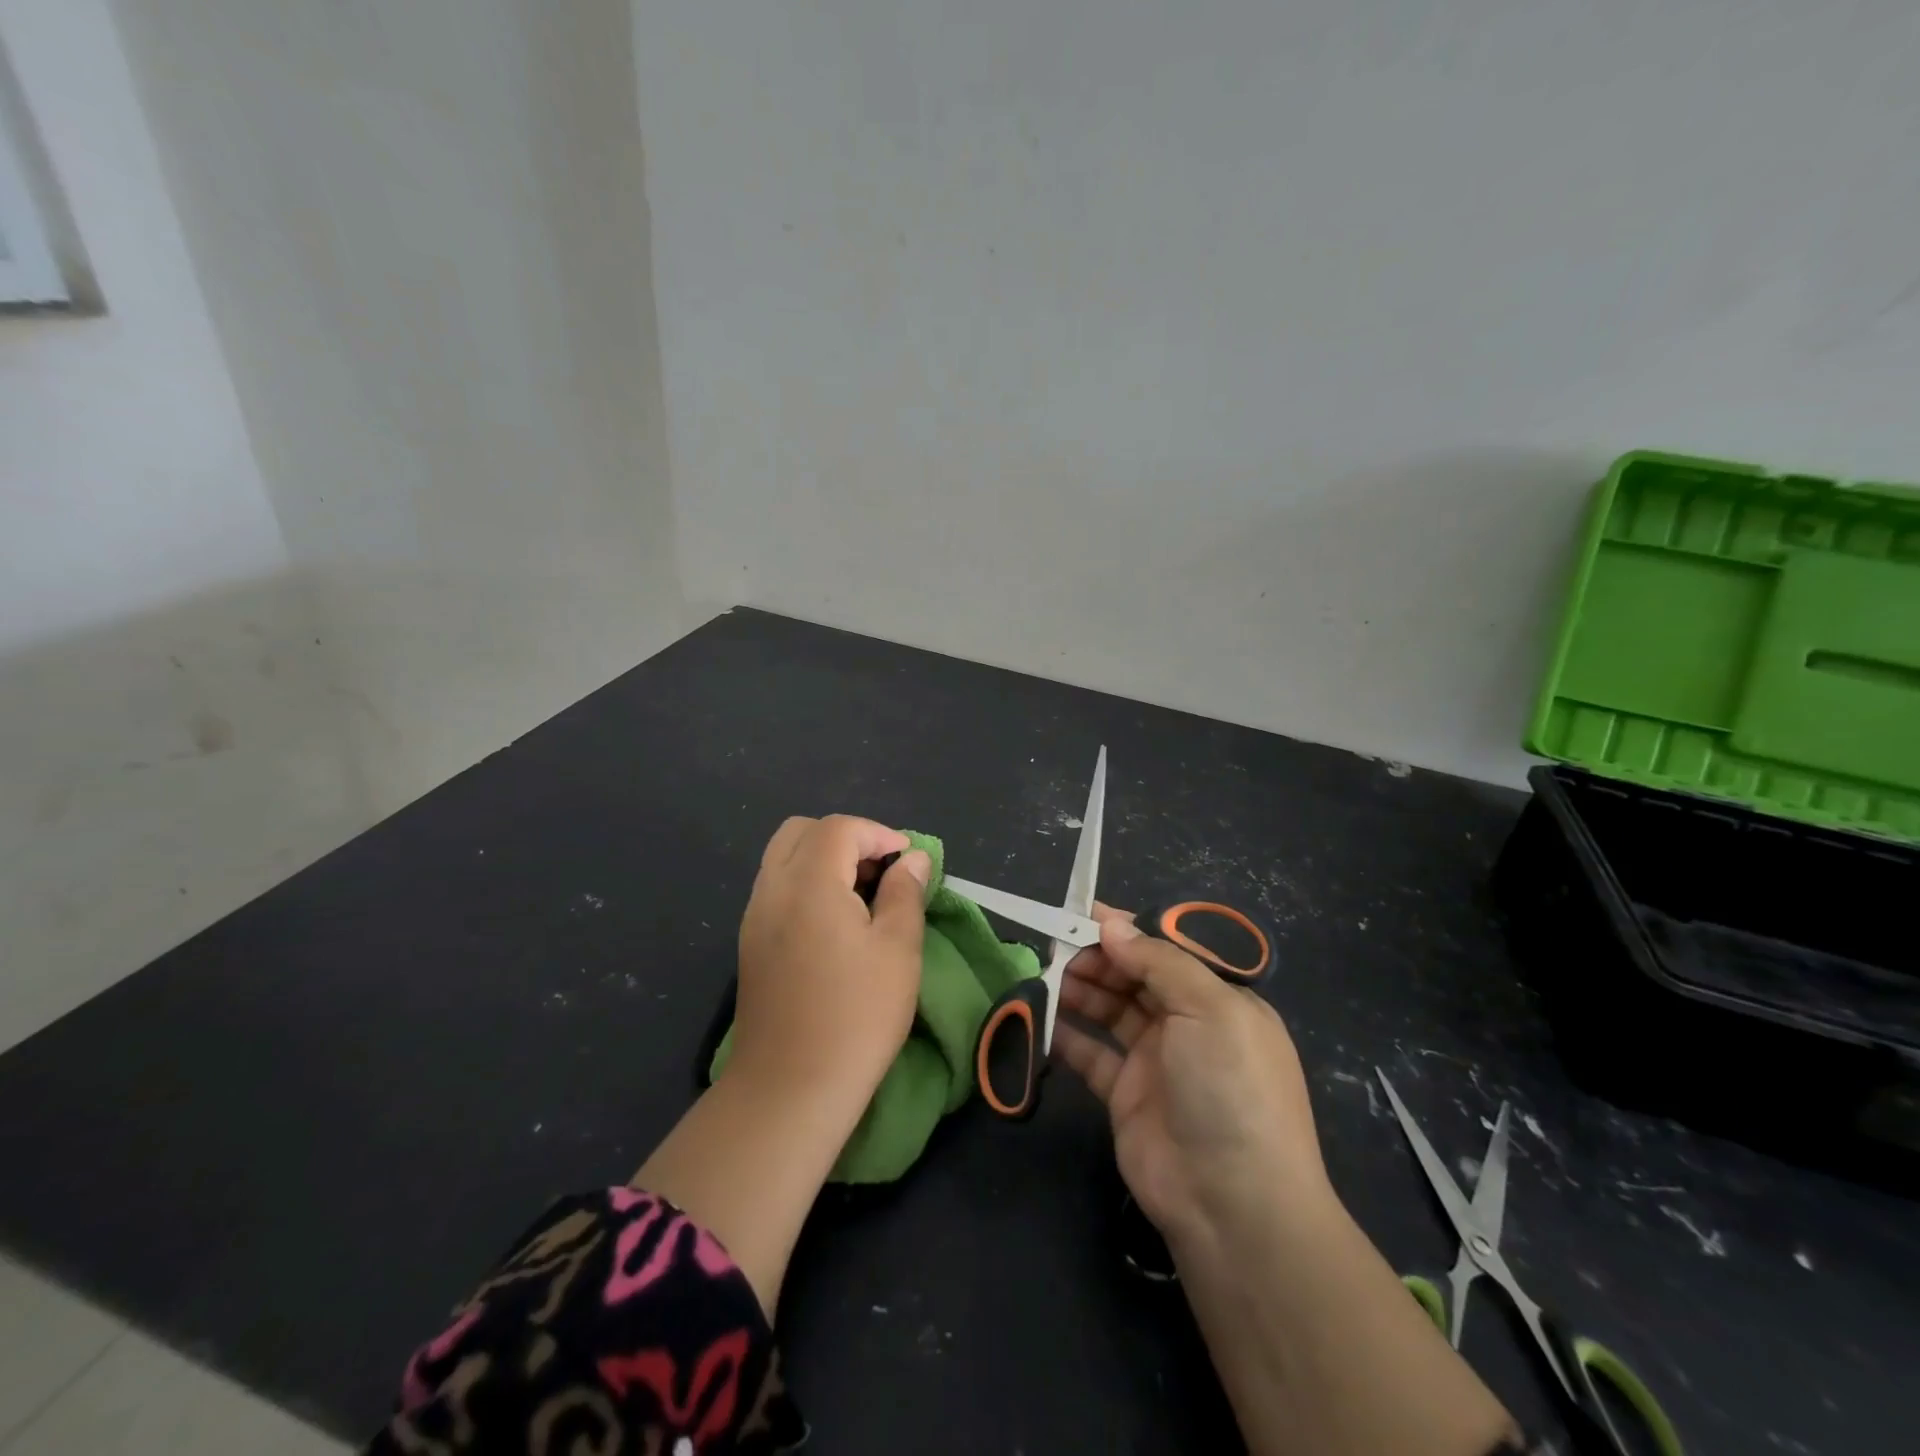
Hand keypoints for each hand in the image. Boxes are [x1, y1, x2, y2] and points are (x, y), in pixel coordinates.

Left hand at [730, 815, 930, 1107]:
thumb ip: (905, 892)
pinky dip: (806, 884)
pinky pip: (776, 888)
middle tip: (879, 873)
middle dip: (845, 838)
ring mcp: (754, 916)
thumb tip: (911, 859)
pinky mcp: (749, 943)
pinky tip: (834, 924)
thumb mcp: (898, 949)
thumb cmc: (856, 1016)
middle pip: (801, 831)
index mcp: (808, 882)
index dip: (879, 834)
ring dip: (823, 860)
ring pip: (783, 857)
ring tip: (861, 898)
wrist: (789, 1089)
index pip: (839, 828)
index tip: (908, 864)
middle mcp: (772, 888)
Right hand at [1052, 905, 1329, 1246]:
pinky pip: (1092, 1053)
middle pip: (1135, 977)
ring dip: (1080, 989)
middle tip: (1056, 945)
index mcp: (1218, 1000)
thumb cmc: (1229, 1086)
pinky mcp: (1126, 1095)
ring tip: (1046, 974)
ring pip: (1111, 1010)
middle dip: (1098, 958)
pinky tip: (1042, 1016)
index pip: (1167, 952)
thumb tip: (1111, 924)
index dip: (1128, 932)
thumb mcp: (1208, 1008)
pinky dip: (1067, 1034)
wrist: (1232, 1203)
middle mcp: (1188, 1025)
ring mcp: (1156, 1061)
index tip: (1084, 913)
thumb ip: (1157, 961)